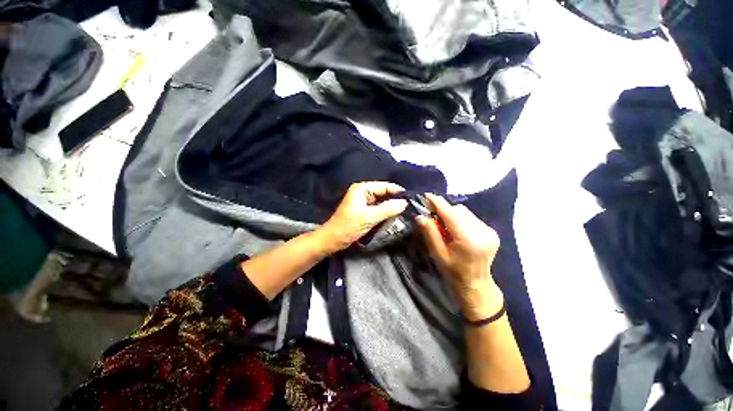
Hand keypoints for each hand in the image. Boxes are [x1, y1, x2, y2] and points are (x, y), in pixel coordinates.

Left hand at [316, 182, 407, 253]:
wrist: (333, 240)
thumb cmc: (348, 226)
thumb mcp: (369, 217)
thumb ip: (388, 209)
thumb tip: (405, 202)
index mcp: (362, 189)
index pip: (385, 186)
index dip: (398, 191)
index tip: (412, 198)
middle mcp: (363, 192)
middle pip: (384, 193)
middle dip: (396, 199)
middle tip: (411, 206)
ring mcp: (364, 202)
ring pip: (382, 201)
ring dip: (392, 206)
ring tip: (406, 211)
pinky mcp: (364, 211)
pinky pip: (379, 208)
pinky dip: (386, 212)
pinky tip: (395, 216)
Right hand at [416, 194, 502, 320]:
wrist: (476, 284)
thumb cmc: (454, 272)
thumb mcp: (438, 254)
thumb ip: (430, 233)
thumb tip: (420, 216)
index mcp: (468, 239)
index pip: (450, 213)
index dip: (437, 203)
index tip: (426, 196)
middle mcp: (482, 232)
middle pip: (458, 210)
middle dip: (444, 211)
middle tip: (434, 219)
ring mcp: (489, 231)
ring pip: (465, 212)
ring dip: (453, 215)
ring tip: (446, 227)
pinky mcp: (491, 231)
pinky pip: (471, 218)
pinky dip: (461, 220)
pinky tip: (457, 231)